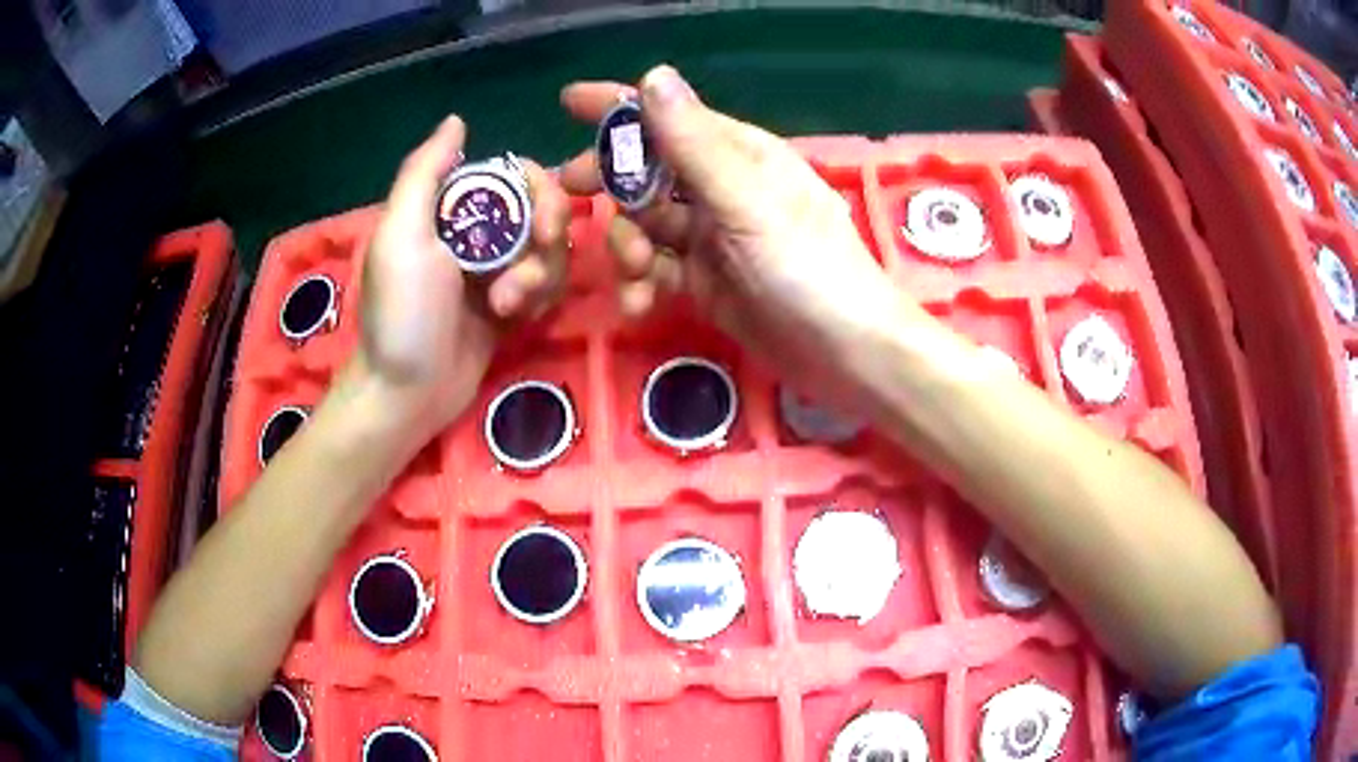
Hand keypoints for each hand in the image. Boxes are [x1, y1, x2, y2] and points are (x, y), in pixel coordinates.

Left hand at [354, 116, 570, 442]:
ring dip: (538, 279)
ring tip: (507, 309)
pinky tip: (516, 320)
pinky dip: (540, 299)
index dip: (540, 192)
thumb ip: (424, 173)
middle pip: (542, 211)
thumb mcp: (401, 237)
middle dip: (545, 242)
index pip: (515, 175)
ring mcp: (496, 271)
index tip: (544, 225)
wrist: (407, 396)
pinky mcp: (511, 307)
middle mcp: (478, 232)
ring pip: (550, 251)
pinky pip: (547, 287)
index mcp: (451, 208)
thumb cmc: (402, 314)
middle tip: (526, 279)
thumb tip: (457, 120)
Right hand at [559, 66, 910, 399]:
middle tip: (569, 195)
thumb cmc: (807, 268)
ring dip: (628, 245)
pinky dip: (644, 283)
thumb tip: (653, 75)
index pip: (666, 117)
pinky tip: (640, 305)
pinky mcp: (708, 282)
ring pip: (647, 225)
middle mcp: (721, 188)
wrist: (846, 354)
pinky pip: (659, 270)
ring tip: (636, 273)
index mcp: (737, 154)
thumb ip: (693, 143)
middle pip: (647, 171)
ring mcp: (713, 237)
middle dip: (609, 182)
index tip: (567, 101)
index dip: (616, 107)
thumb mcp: (746, 201)